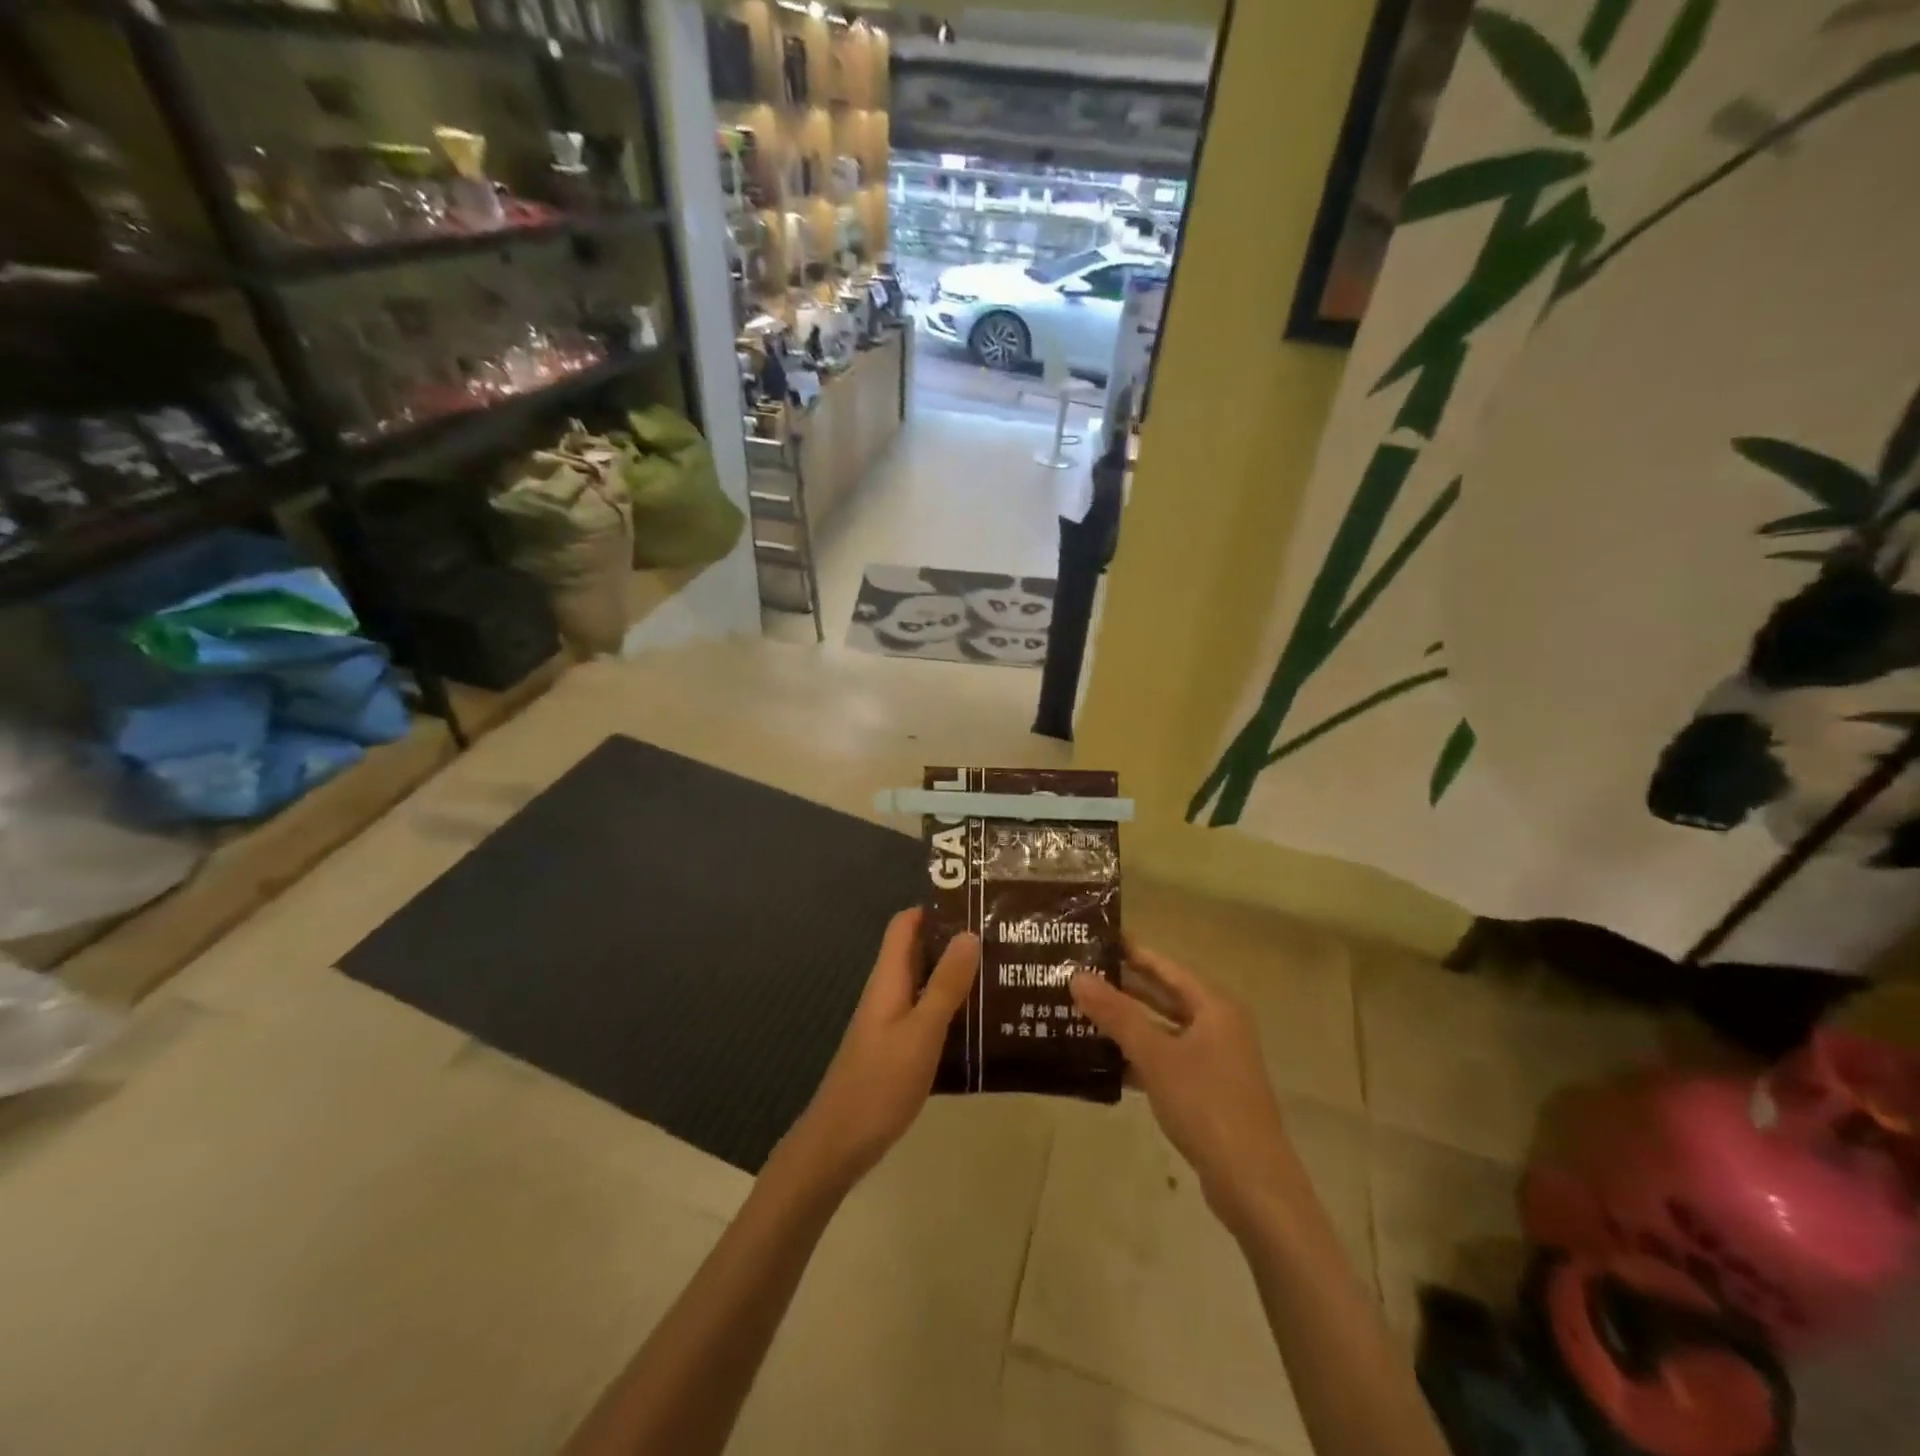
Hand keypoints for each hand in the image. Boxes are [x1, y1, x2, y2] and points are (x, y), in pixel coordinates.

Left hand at [782, 909, 977, 1195]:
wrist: (840, 1143)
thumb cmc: (880, 1082)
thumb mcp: (921, 1031)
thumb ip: (945, 984)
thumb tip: (969, 933)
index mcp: (888, 979)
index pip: (905, 924)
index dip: (934, 908)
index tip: (976, 904)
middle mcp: (888, 992)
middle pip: (918, 951)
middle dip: (955, 941)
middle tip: (1001, 939)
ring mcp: (891, 1022)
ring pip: (925, 984)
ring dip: (956, 976)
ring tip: (1002, 974)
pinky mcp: (897, 1048)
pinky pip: (927, 1014)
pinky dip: (951, 1009)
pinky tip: (982, 1022)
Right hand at [1072, 945, 1299, 1239]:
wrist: (1252, 1185)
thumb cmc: (1206, 1105)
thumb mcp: (1155, 1055)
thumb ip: (1116, 1014)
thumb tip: (1077, 976)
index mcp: (1214, 1006)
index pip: (1165, 966)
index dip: (1131, 952)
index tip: (1094, 940)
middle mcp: (1217, 1025)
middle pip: (1163, 996)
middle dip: (1123, 987)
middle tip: (1079, 975)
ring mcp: (1213, 1059)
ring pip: (1162, 1029)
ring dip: (1127, 1023)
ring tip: (1081, 1012)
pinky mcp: (1206, 1090)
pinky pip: (1166, 1059)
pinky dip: (1138, 1056)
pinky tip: (1104, 1061)